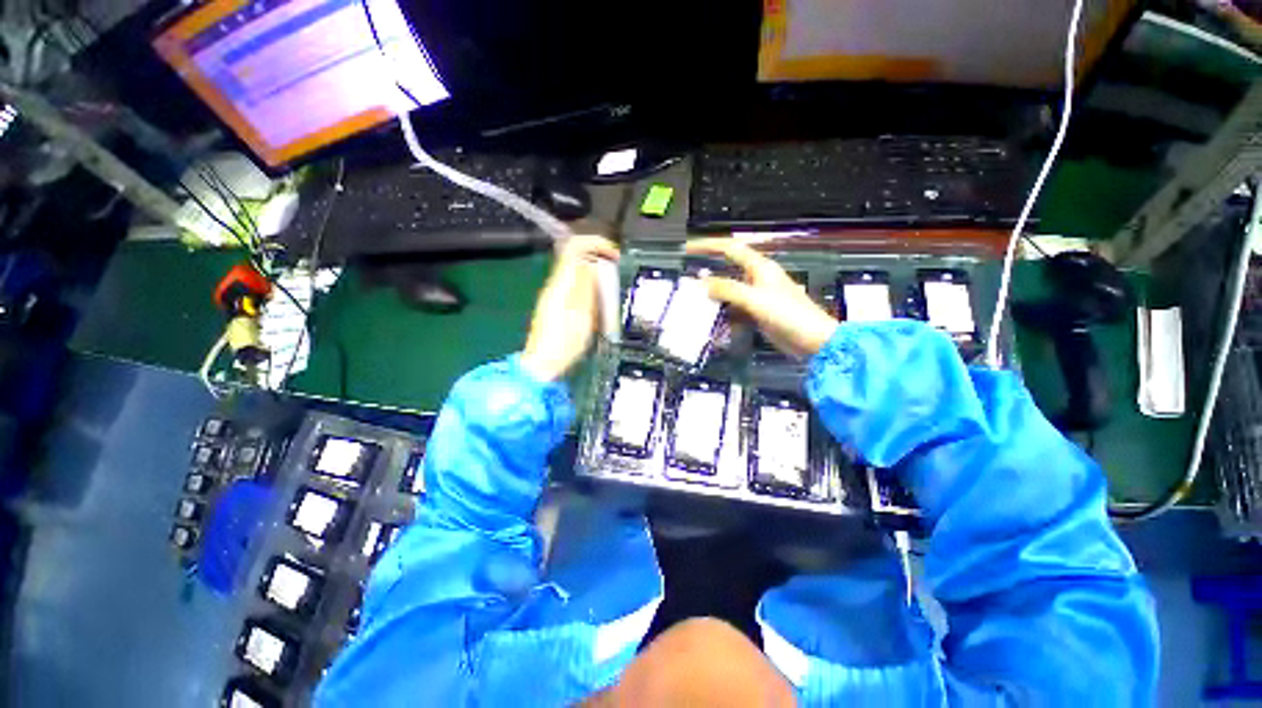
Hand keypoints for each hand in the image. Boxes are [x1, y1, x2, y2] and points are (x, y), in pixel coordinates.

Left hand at [521, 235, 620, 380]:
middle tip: (617, 275)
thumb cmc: (564, 342)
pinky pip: (578, 288)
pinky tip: (600, 306)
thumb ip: (587, 285)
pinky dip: (592, 290)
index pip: (574, 247)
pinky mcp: (558, 307)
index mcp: (561, 283)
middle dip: (600, 261)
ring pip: (579, 273)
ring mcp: (556, 296)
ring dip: (597, 276)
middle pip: (577, 258)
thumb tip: (593, 263)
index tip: (614, 255)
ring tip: (611, 293)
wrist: (544, 364)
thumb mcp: (582, 314)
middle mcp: (556, 285)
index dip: (596, 244)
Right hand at [684, 238, 837, 357]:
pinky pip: (734, 310)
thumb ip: (728, 289)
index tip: (688, 249)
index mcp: (760, 268)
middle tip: (688, 280)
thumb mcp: (755, 299)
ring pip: (729, 292)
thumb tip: (703, 283)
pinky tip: (714, 323)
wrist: (812, 340)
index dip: (709, 246)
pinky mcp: (756, 314)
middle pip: (727, 270)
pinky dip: (724, 315)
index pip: (730, 249)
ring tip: (696, 304)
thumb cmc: (788, 315)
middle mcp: (757, 279)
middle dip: (708, 274)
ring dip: (714, 298)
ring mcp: (756, 297)